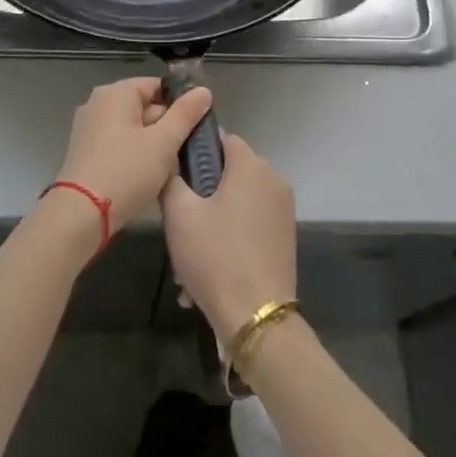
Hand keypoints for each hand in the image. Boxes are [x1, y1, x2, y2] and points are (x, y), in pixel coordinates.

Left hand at [56, 77, 214, 235]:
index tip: (195, 127)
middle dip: (166, 127)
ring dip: (152, 144)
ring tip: (167, 168)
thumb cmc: (126, 171)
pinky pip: (118, 144)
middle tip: (182, 152)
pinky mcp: (84, 151)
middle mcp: (97, 103)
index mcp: (115, 93)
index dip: (180, 104)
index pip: (157, 86)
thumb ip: (185, 114)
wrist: (80, 214)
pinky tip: (145, 177)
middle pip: (143, 106)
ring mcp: (88, 128)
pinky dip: (133, 155)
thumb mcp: (164, 142)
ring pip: (132, 128)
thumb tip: (203, 90)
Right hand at [161, 132, 296, 339]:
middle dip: (199, 197)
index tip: (173, 177)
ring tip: (186, 264)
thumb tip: (170, 161)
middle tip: (176, 227)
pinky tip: (205, 277)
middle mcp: (274, 180)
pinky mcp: (285, 238)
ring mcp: (283, 211)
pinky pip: (248, 227)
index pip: (220, 138)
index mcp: (251, 166)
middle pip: (227, 174)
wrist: (257, 318)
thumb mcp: (179, 214)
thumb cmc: (215, 256)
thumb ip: (170, 178)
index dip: (193, 152)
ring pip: (235, 204)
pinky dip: (227, 241)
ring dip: (210, 225)